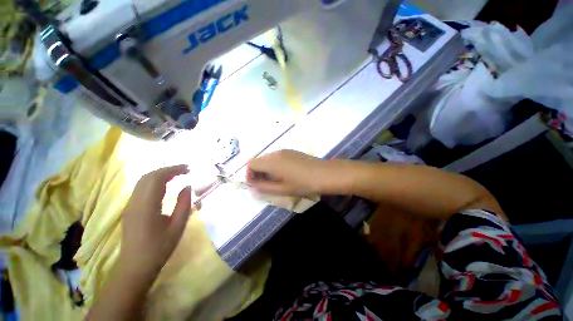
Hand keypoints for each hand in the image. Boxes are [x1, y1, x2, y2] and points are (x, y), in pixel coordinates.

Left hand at [120, 165, 191, 277]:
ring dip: (161, 174)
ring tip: (178, 175)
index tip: (188, 168)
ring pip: (143, 181)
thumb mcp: (177, 227)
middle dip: (167, 169)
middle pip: (148, 176)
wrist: (135, 267)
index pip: (157, 178)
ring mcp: (130, 206)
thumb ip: (184, 205)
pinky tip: (166, 186)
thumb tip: (187, 186)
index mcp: (146, 207)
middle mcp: (135, 202)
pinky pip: (141, 188)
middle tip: (185, 170)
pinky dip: (155, 182)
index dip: (173, 169)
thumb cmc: (159, 249)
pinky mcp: (130, 209)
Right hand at [247, 150, 326, 194]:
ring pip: (267, 158)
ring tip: (273, 180)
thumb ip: (264, 187)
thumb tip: (252, 187)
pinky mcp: (291, 151)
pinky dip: (273, 165)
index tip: (255, 185)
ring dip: (265, 168)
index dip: (249, 174)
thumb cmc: (303, 184)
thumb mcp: (283, 189)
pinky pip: (276, 157)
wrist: (325, 174)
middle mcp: (276, 153)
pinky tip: (283, 173)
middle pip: (258, 160)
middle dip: (256, 172)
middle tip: (263, 185)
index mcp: (272, 162)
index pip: (251, 163)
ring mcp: (284, 151)